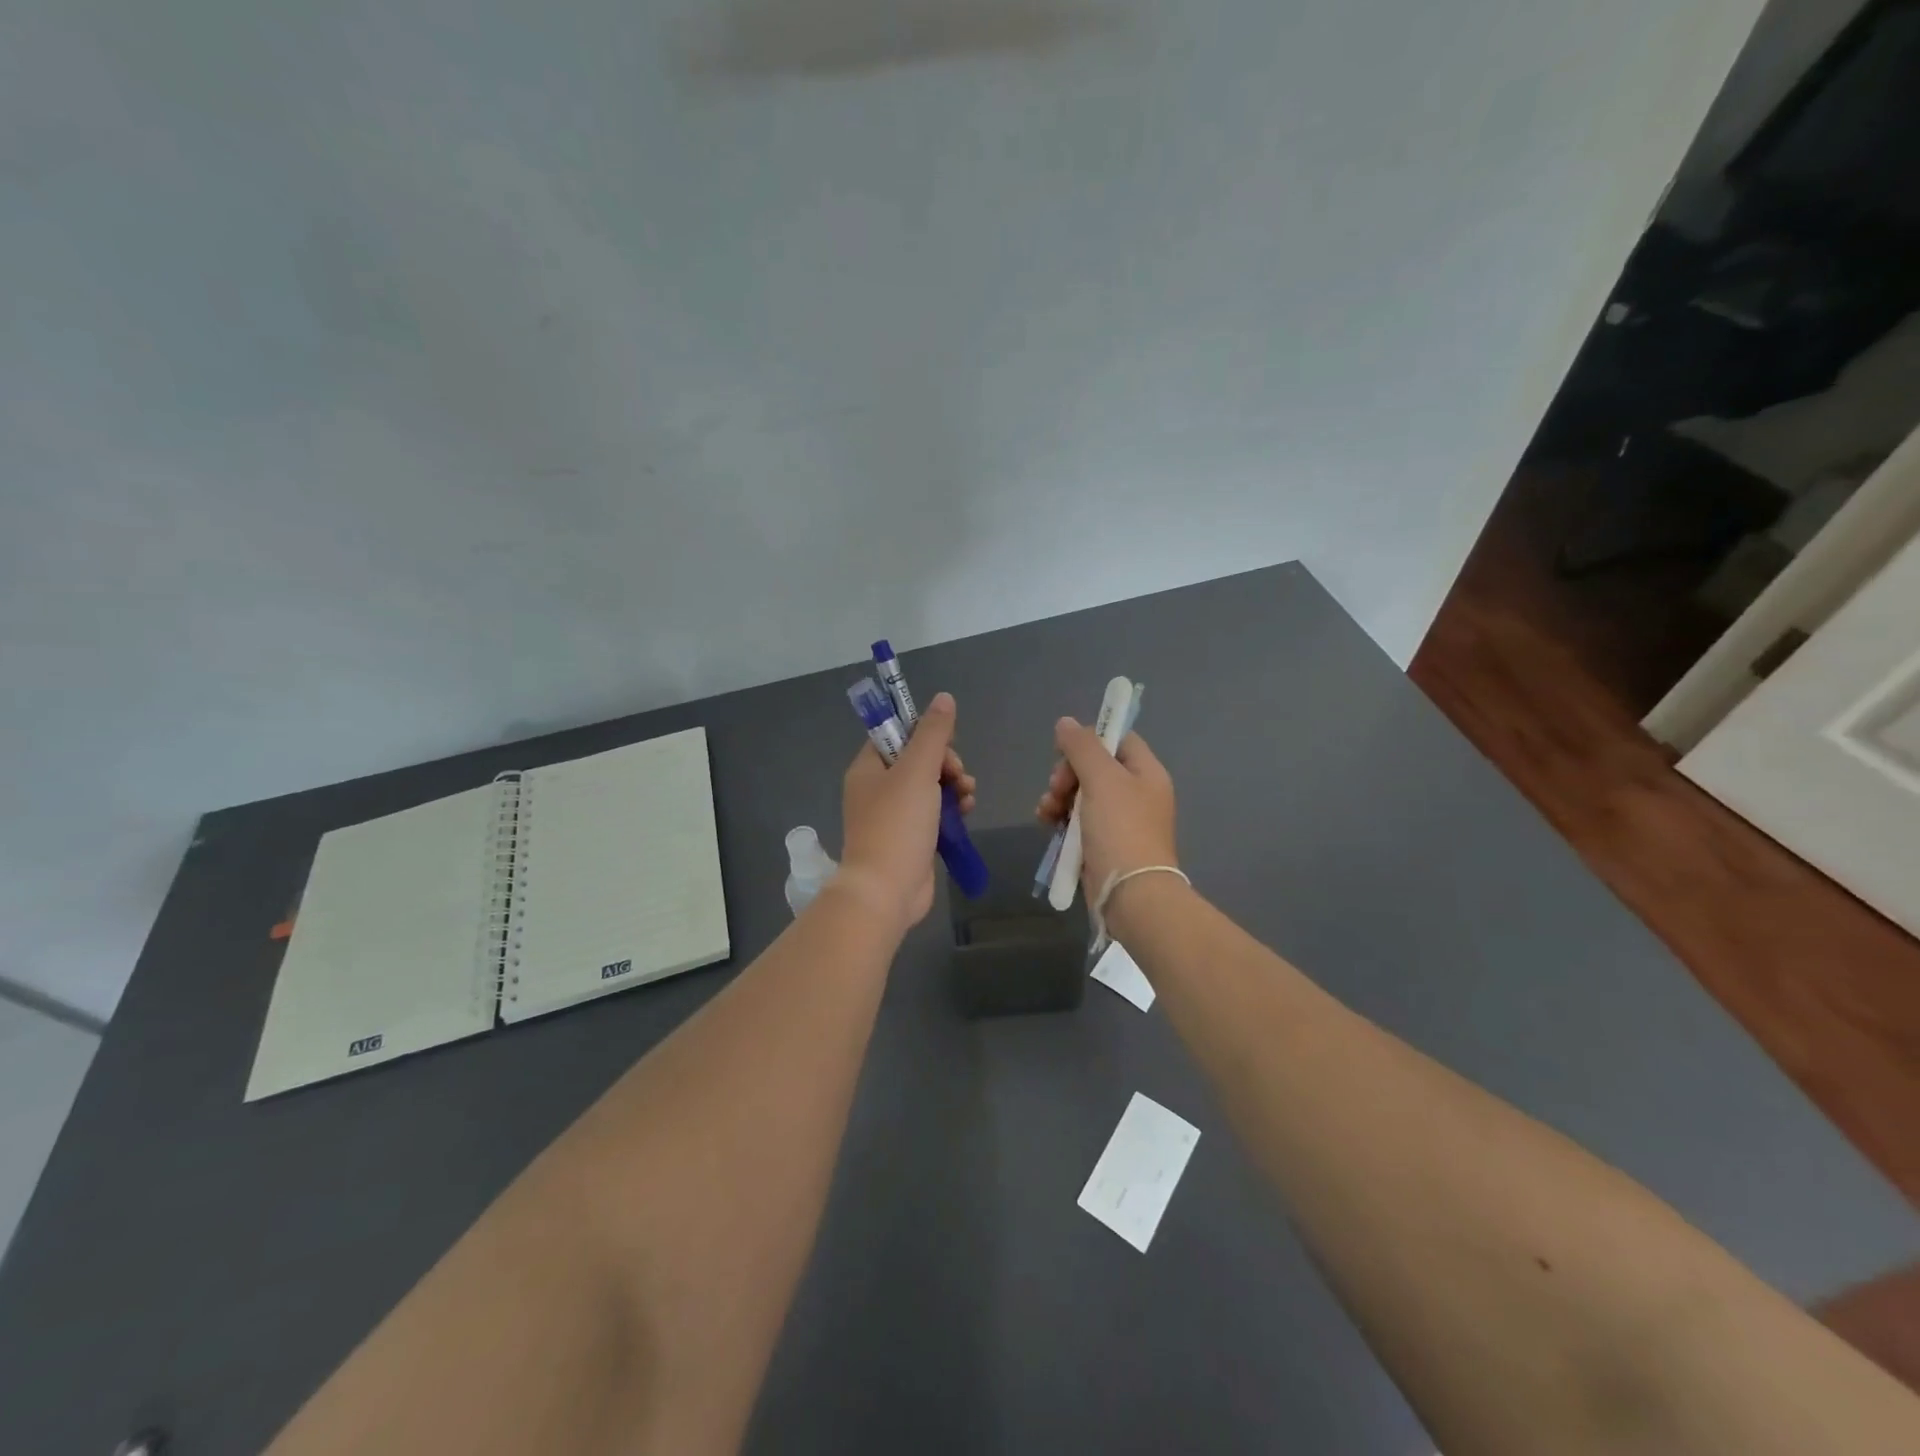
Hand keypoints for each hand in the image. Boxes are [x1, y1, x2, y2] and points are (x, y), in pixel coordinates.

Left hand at [838, 692, 976, 933]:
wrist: (886, 891)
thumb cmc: (897, 825)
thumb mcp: (917, 770)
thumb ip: (933, 733)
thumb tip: (944, 698)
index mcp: (868, 768)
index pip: (896, 734)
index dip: (924, 734)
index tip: (945, 745)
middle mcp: (877, 789)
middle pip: (917, 759)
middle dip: (945, 763)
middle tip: (958, 775)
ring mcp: (893, 816)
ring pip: (929, 786)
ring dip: (953, 784)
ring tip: (967, 795)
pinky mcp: (910, 838)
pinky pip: (933, 812)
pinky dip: (951, 808)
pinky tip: (966, 811)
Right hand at [1034, 718, 1177, 906]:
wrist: (1131, 894)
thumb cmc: (1121, 829)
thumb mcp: (1101, 779)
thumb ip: (1082, 747)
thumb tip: (1066, 723)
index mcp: (1146, 773)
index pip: (1118, 739)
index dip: (1090, 740)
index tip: (1065, 751)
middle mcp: (1136, 794)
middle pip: (1094, 767)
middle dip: (1067, 774)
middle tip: (1057, 788)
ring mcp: (1120, 821)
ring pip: (1081, 795)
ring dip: (1058, 797)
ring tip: (1046, 811)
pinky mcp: (1103, 844)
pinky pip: (1077, 821)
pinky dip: (1060, 819)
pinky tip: (1046, 824)